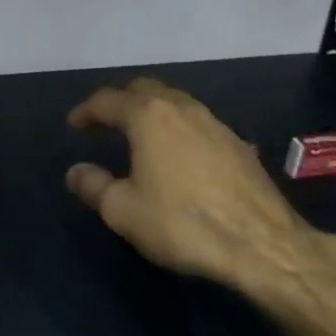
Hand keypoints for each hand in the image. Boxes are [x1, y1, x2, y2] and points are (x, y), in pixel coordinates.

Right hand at [66, 77, 335, 312]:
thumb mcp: (123, 210)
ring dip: (154, 113)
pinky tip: (181, 156)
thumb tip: (76, 171)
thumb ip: (94, 186)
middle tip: (106, 121)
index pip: (108, 100)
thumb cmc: (181, 222)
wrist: (262, 245)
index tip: (74, 125)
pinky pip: (200, 126)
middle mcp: (183, 109)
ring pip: (177, 104)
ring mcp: (217, 124)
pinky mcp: (240, 146)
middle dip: (122, 101)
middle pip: (146, 89)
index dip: (86, 111)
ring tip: (141, 136)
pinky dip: (180, 131)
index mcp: (149, 116)